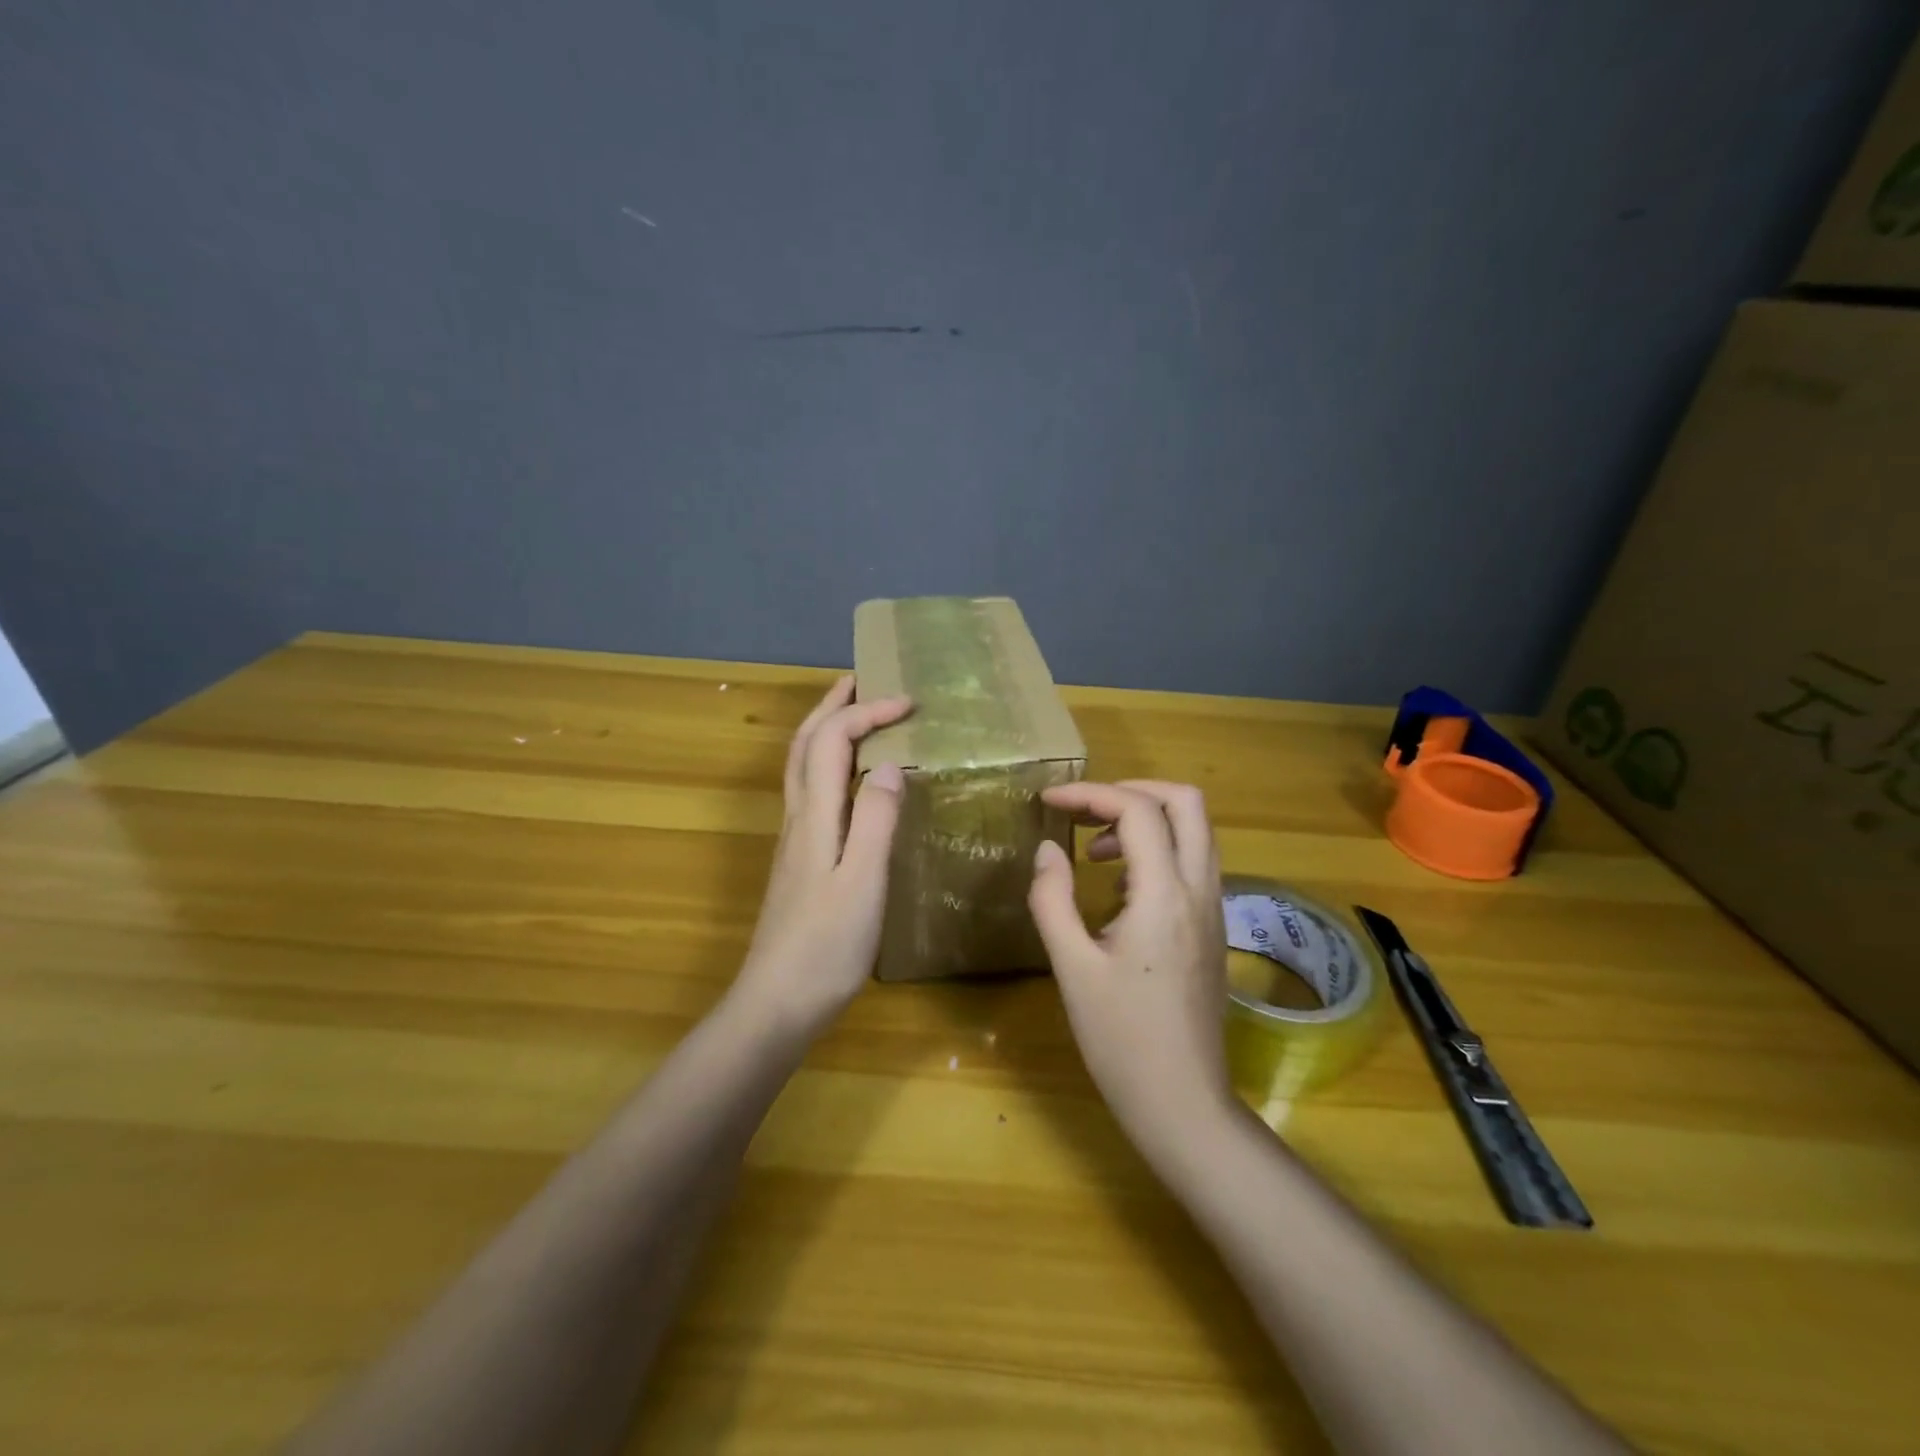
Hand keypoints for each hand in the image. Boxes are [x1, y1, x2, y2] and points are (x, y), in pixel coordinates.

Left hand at [732, 675, 911, 1038]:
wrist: (776, 1002)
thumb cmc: (826, 946)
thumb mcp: (863, 882)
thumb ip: (876, 820)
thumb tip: (888, 764)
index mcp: (815, 816)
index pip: (833, 741)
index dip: (867, 713)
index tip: (909, 703)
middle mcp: (798, 818)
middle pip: (804, 744)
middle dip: (830, 706)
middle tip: (859, 680)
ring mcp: (794, 839)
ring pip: (801, 766)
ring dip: (823, 730)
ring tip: (852, 714)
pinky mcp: (799, 859)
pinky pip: (810, 791)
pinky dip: (827, 763)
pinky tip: (848, 779)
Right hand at [1027, 780, 1233, 1158]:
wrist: (1183, 1102)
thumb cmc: (1121, 1039)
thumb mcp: (1071, 968)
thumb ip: (1052, 899)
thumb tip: (1048, 849)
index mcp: (1164, 895)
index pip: (1138, 811)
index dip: (1090, 793)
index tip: (1048, 802)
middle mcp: (1200, 890)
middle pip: (1186, 802)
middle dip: (1132, 790)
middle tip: (1085, 810)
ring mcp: (1214, 908)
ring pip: (1197, 829)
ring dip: (1148, 817)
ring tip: (1095, 846)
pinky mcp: (1213, 927)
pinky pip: (1194, 860)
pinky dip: (1160, 846)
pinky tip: (1120, 884)